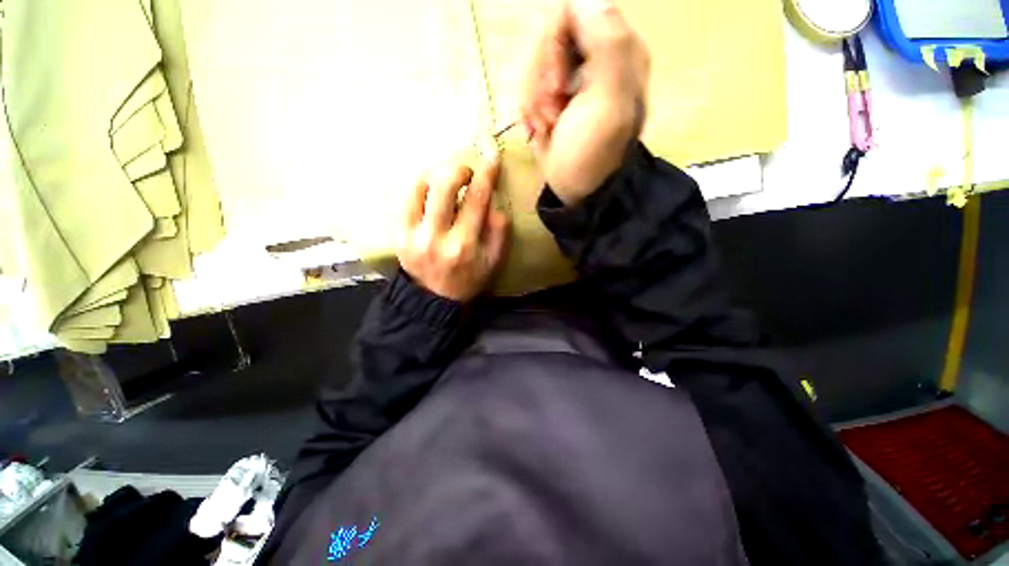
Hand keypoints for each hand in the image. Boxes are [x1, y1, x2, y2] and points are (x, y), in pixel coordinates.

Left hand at [396, 159, 509, 301]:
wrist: (434, 298)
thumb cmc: (468, 278)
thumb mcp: (493, 261)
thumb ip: (499, 232)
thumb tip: (494, 203)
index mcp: (463, 245)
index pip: (476, 199)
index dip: (485, 174)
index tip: (491, 158)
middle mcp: (435, 237)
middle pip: (442, 186)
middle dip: (458, 169)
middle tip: (465, 174)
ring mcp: (411, 234)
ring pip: (418, 187)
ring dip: (434, 175)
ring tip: (444, 181)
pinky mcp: (396, 234)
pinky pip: (402, 198)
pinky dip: (417, 187)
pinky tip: (427, 190)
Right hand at [521, 0, 649, 204]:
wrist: (578, 189)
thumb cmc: (593, 153)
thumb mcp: (607, 104)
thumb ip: (607, 45)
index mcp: (614, 51)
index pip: (573, 12)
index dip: (554, 45)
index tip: (558, 85)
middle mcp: (592, 58)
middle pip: (548, 38)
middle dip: (541, 79)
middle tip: (552, 111)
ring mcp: (570, 79)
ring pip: (533, 65)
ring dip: (533, 100)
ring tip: (547, 126)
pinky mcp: (551, 99)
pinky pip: (527, 88)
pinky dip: (528, 112)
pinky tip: (540, 130)